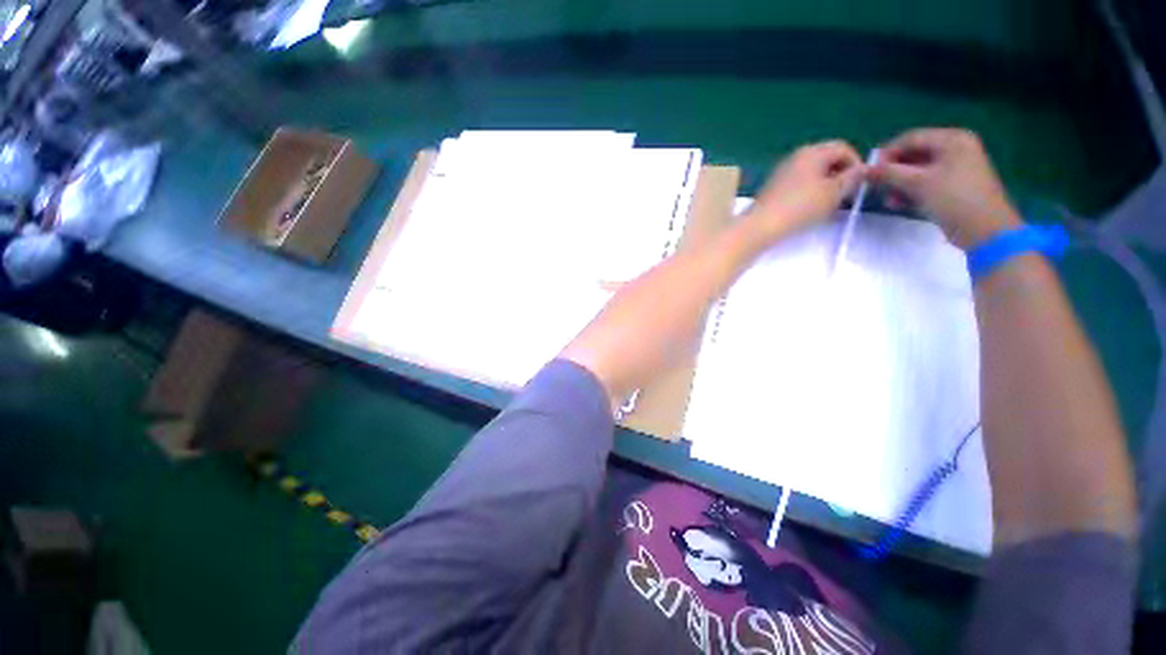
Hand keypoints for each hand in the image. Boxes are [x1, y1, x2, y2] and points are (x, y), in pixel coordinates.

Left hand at [745, 140, 864, 244]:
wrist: (760, 226)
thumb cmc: (800, 207)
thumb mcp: (834, 193)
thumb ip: (851, 179)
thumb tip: (861, 169)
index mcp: (812, 151)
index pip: (843, 147)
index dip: (856, 164)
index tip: (859, 184)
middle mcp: (795, 157)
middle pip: (826, 159)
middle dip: (839, 175)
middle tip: (845, 196)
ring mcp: (781, 172)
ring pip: (811, 173)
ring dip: (824, 186)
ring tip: (828, 206)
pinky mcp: (772, 189)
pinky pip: (797, 185)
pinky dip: (808, 193)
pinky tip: (808, 210)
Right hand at [867, 128, 1020, 249]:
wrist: (984, 229)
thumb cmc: (953, 198)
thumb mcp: (917, 183)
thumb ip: (889, 173)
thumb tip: (864, 170)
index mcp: (952, 140)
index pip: (911, 138)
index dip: (887, 153)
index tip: (869, 172)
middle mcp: (956, 149)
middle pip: (914, 154)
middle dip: (893, 172)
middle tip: (877, 187)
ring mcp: (956, 168)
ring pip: (917, 171)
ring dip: (899, 184)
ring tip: (889, 201)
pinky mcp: (953, 186)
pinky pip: (926, 182)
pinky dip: (910, 191)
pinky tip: (899, 204)